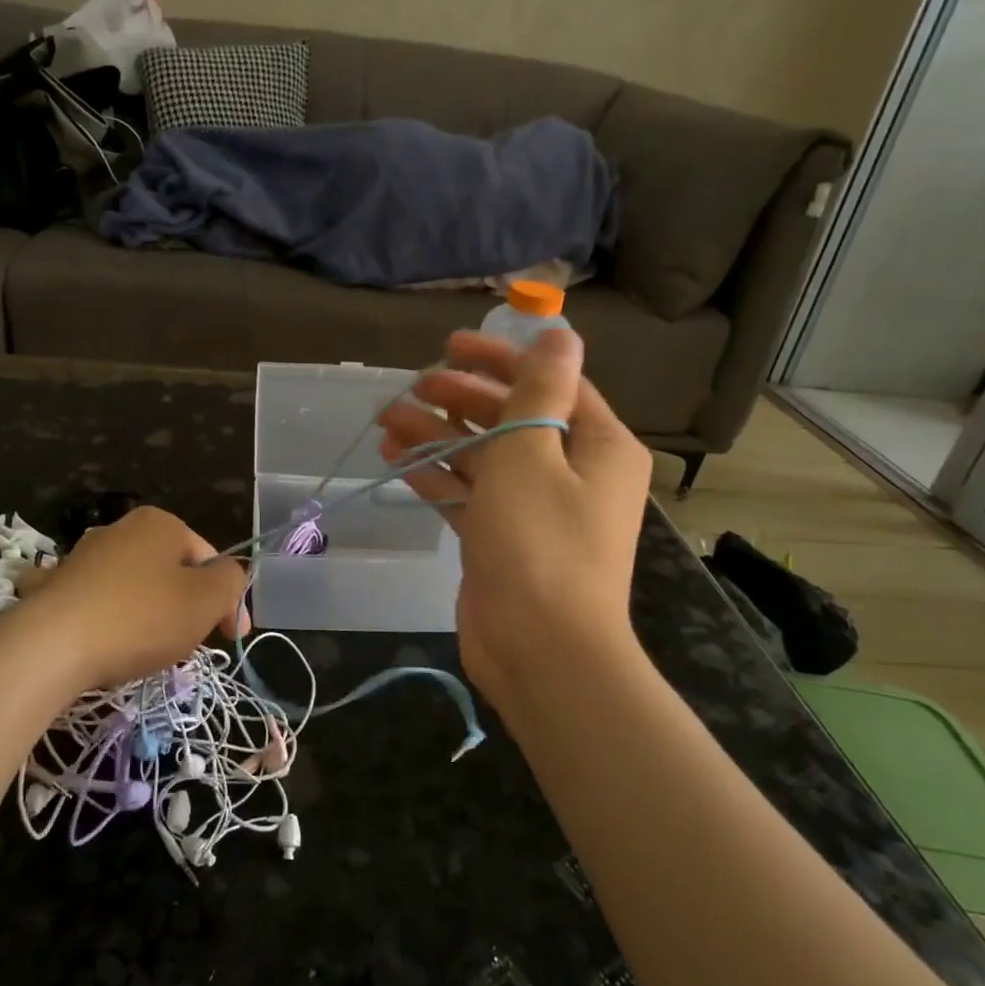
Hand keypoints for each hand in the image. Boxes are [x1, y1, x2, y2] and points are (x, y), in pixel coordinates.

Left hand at [8, 506, 248, 690]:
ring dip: (146, 615)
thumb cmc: (141, 618)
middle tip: (186, 647)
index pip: (209, 559)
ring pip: (133, 587)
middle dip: (185, 608)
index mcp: (160, 523)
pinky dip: (102, 618)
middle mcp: (119, 529)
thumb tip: (229, 577)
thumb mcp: (207, 600)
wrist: (50, 647)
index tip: (229, 638)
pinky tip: (99, 642)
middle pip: (171, 572)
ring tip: (142, 653)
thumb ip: (232, 581)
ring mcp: (81, 556)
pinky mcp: (52, 587)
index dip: (226, 600)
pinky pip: (92, 602)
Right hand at [377, 329, 652, 709]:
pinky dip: (438, 476)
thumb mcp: (532, 453)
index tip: (449, 347)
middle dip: (459, 399)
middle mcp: (573, 471)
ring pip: (484, 456)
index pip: (549, 383)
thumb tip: (561, 333)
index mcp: (597, 444)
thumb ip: (539, 390)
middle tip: (411, 388)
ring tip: (387, 421)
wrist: (541, 652)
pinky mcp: (505, 538)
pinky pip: (472, 494)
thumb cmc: (539, 543)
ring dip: (438, 436)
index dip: (498, 359)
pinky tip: (397, 460)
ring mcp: (537, 508)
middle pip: (511, 417)